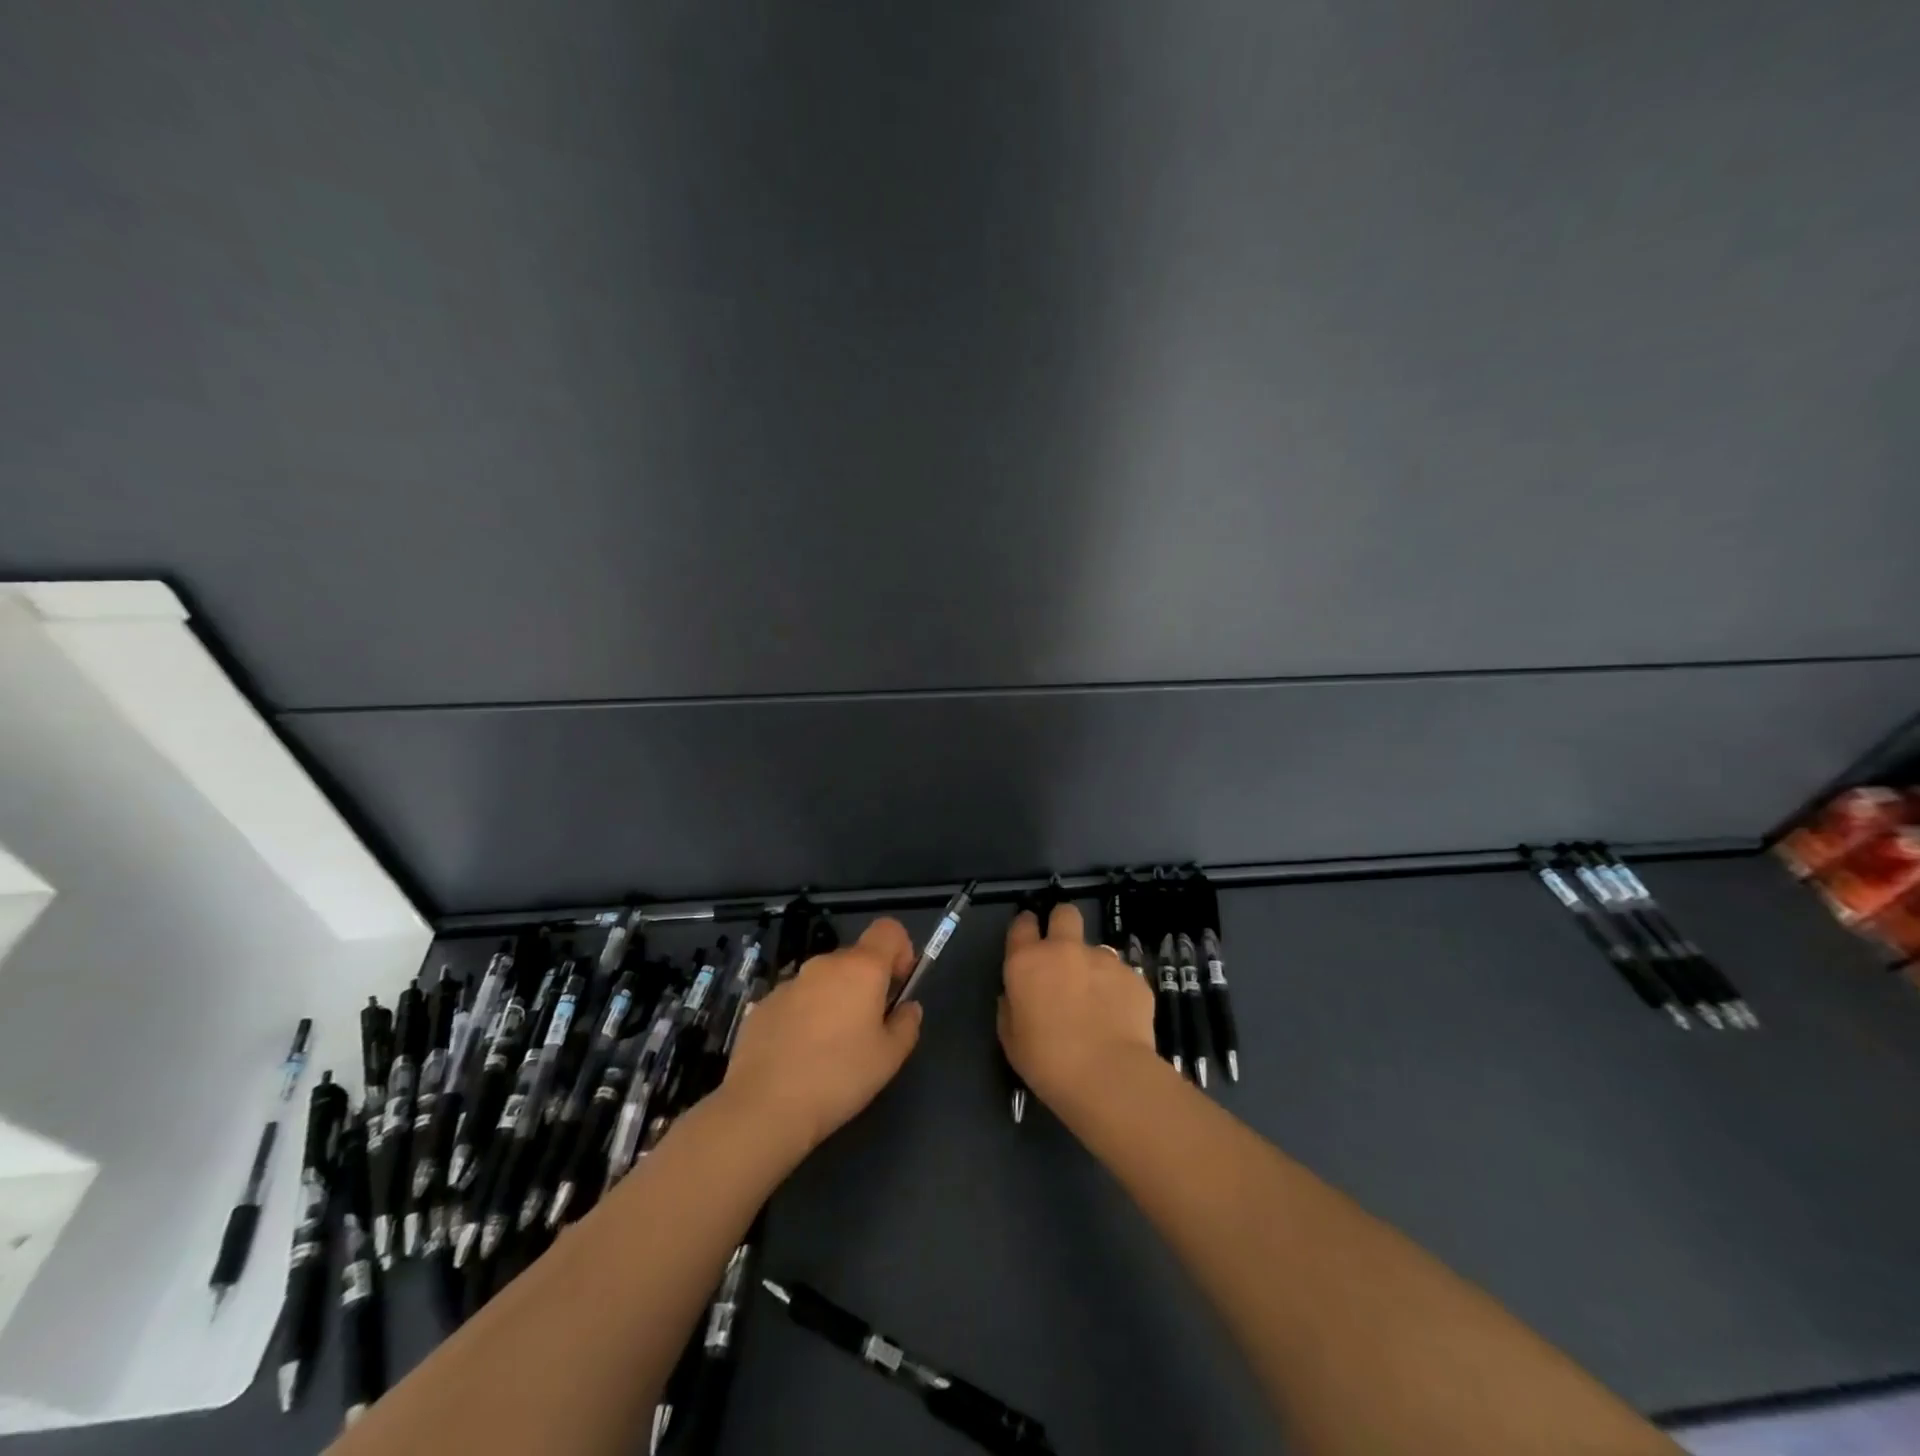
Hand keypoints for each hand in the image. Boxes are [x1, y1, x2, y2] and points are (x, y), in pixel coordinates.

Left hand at [721, 917, 923, 1157]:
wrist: (764, 1106)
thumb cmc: (839, 1077)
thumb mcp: (889, 1058)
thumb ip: (906, 1024)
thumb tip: (907, 1007)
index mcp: (861, 969)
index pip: (888, 929)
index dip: (900, 950)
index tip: (898, 985)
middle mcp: (824, 965)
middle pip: (855, 958)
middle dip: (866, 984)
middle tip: (868, 1029)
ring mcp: (789, 983)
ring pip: (823, 981)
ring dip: (834, 1002)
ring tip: (830, 1050)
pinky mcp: (762, 1005)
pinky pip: (795, 1002)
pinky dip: (804, 1018)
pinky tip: (799, 1057)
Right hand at [999, 902, 1159, 1113]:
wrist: (1108, 1076)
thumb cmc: (1048, 1062)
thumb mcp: (1011, 1039)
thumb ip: (1012, 1007)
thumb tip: (1018, 995)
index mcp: (1028, 962)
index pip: (1022, 924)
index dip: (1026, 927)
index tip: (1029, 940)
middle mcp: (1065, 950)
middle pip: (1065, 913)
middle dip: (1063, 924)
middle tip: (1064, 953)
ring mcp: (1103, 960)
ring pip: (1097, 949)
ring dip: (1093, 967)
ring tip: (1098, 1003)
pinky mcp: (1134, 976)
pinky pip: (1121, 976)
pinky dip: (1118, 991)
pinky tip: (1119, 1019)